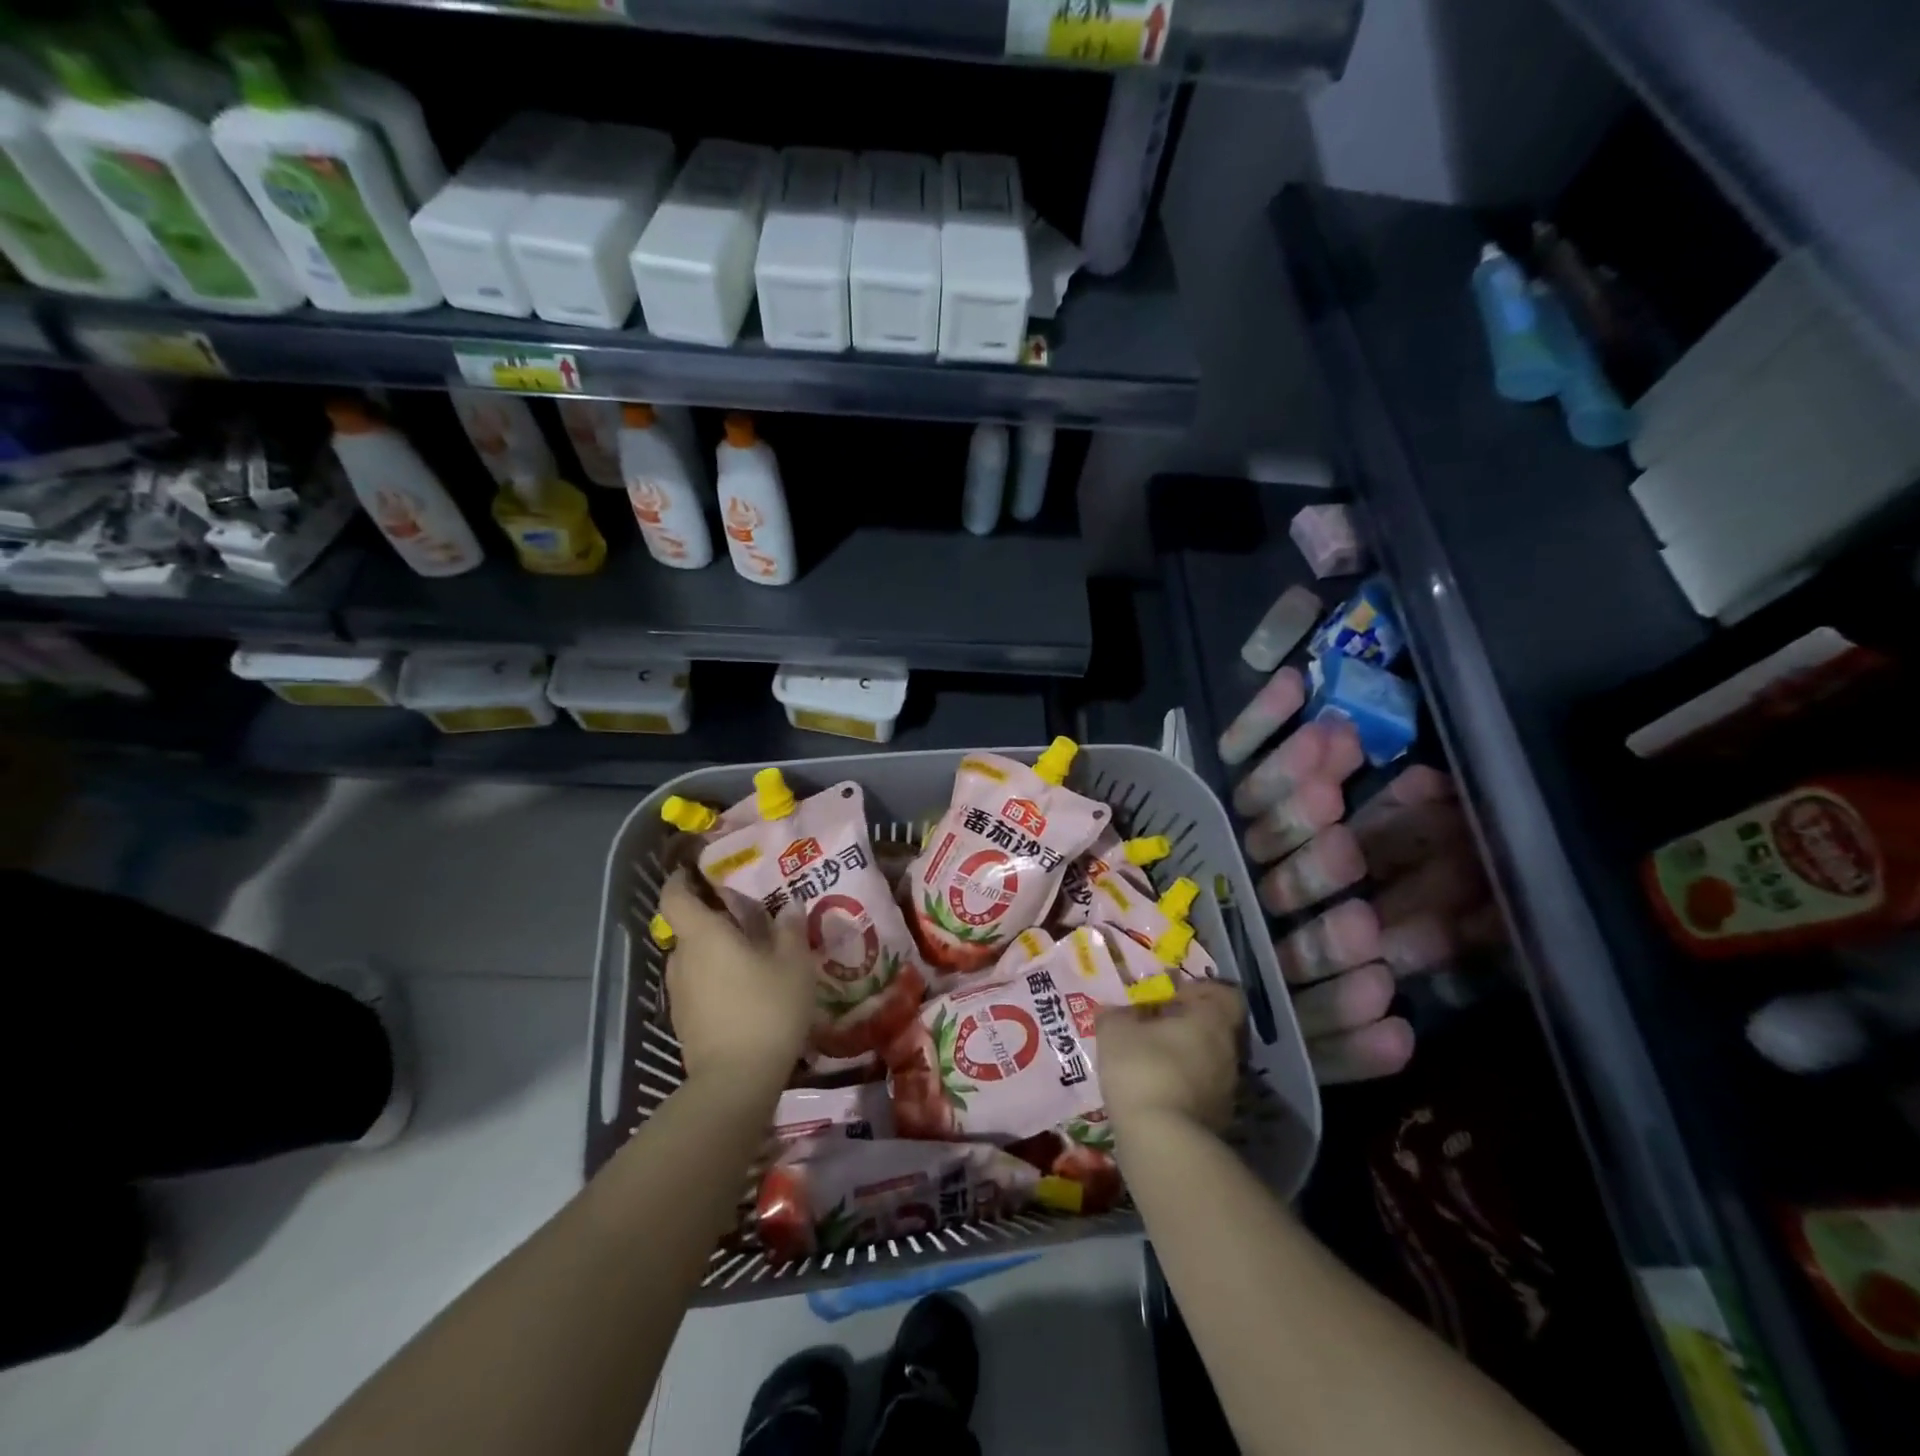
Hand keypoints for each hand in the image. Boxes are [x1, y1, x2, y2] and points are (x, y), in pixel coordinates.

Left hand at [658, 871, 812, 1087]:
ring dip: (716, 951)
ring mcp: (679, 993)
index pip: (675, 895)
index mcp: (702, 935)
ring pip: (695, 958)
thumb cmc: (766, 1008)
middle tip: (748, 915)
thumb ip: (790, 929)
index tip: (701, 870)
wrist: (736, 1081)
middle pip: (689, 927)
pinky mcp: (685, 1021)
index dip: (681, 879)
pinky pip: (699, 985)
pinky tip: (746, 990)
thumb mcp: (794, 963)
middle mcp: (682, 959)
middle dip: (714, 918)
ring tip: (752, 954)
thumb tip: (789, 906)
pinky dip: (716, 979)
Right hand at [1096, 980, 1245, 1136]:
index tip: (1173, 994)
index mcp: (1211, 1021)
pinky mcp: (1217, 1122)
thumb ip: (1116, 1015)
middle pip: (1216, 1028)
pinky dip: (1182, 1086)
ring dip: (1184, 1057)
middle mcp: (1228, 1052)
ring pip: (1209, 1061)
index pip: (1226, 995)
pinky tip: (1152, 1090)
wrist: (1162, 1144)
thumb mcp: (1115, 1032)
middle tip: (1154, 1025)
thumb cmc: (1143, 1070)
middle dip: (1187, 1025)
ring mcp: (1226, 1091)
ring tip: (1148, 1059)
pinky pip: (1200, 1091)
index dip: (1202, 990)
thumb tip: (1116, 1011)